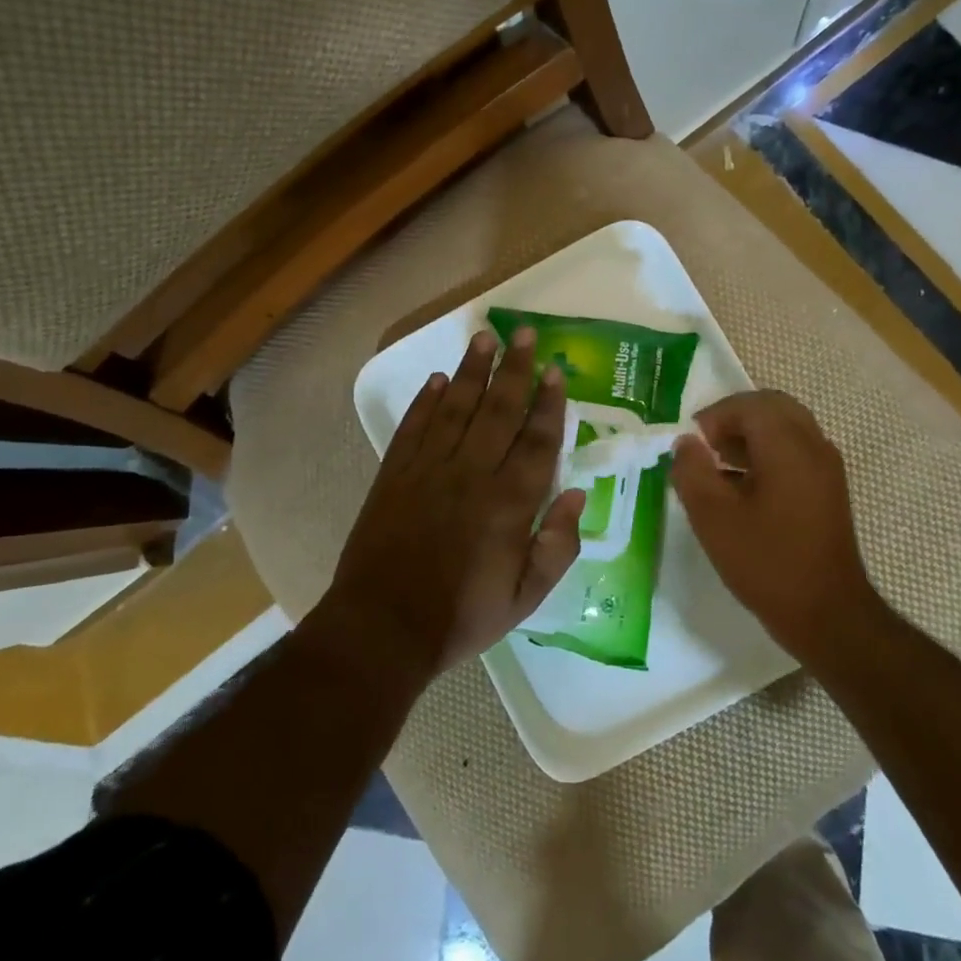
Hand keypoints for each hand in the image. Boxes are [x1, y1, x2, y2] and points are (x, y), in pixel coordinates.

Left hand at [327, 327, 585, 677]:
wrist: (384, 627)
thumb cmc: (462, 617)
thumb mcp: (527, 597)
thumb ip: (558, 545)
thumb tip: (577, 495)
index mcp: (509, 503)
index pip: (536, 440)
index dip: (549, 403)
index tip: (556, 370)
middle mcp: (471, 474)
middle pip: (498, 410)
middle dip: (514, 369)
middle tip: (524, 333)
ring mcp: (428, 470)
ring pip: (455, 408)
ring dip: (471, 372)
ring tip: (484, 339)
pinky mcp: (394, 475)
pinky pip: (413, 427)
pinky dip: (425, 401)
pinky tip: (437, 380)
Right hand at [670, 390, 878, 665]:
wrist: (827, 613)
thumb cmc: (766, 563)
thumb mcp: (713, 518)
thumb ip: (692, 471)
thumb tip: (685, 443)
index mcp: (788, 446)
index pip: (749, 404)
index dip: (714, 416)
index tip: (690, 444)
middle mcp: (813, 446)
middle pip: (772, 407)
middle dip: (734, 419)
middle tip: (705, 447)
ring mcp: (826, 468)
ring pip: (786, 427)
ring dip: (750, 436)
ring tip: (718, 466)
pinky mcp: (828, 489)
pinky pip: (795, 451)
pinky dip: (766, 454)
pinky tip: (742, 488)